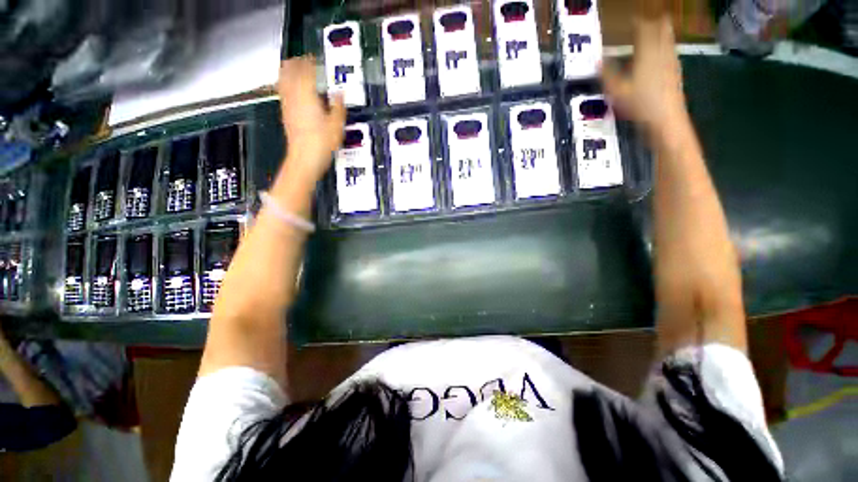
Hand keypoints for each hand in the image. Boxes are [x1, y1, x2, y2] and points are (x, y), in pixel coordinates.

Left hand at [277, 56, 346, 184]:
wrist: (304, 159)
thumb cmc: (322, 143)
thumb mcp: (337, 125)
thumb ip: (338, 107)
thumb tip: (340, 94)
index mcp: (308, 96)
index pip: (307, 71)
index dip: (310, 62)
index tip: (314, 57)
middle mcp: (294, 97)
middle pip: (291, 72)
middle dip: (296, 63)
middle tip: (302, 59)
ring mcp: (288, 106)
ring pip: (284, 81)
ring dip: (288, 72)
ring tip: (292, 67)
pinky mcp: (286, 115)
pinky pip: (282, 93)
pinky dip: (285, 85)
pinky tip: (289, 88)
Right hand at [601, 1, 686, 138]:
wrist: (666, 119)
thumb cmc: (640, 104)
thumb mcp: (616, 91)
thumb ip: (607, 74)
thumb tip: (597, 61)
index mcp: (646, 53)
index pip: (643, 28)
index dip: (637, 22)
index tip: (630, 19)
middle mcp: (661, 52)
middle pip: (661, 28)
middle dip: (654, 22)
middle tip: (646, 21)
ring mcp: (671, 61)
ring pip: (668, 38)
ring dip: (662, 32)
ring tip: (656, 30)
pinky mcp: (675, 72)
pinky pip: (671, 52)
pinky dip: (666, 47)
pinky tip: (662, 53)